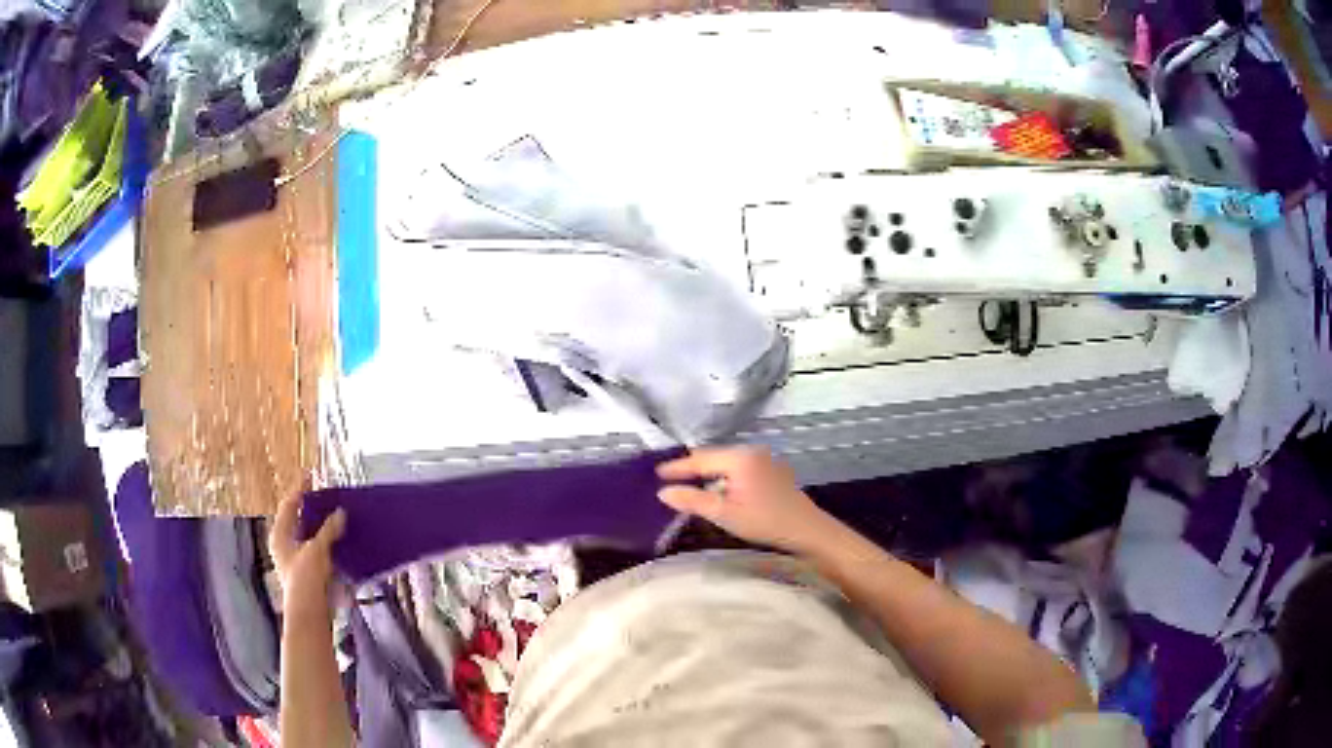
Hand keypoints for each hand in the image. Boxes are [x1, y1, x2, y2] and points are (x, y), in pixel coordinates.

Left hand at [269, 497, 346, 622]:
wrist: (310, 614)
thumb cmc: (306, 578)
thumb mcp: (317, 549)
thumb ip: (329, 530)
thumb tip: (341, 513)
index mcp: (280, 534)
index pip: (289, 504)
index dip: (300, 490)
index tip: (312, 477)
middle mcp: (286, 545)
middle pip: (299, 520)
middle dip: (314, 510)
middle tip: (328, 497)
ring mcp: (297, 560)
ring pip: (310, 537)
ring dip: (324, 528)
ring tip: (339, 517)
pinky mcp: (310, 573)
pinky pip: (320, 551)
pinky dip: (329, 544)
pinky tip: (343, 542)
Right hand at [656, 446, 839, 553]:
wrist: (807, 530)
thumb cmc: (764, 521)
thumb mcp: (724, 514)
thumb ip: (692, 501)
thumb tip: (663, 492)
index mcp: (739, 457)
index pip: (700, 459)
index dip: (678, 467)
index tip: (656, 473)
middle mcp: (752, 451)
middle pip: (714, 456)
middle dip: (692, 467)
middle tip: (669, 478)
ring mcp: (764, 460)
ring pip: (727, 462)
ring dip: (709, 472)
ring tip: (689, 483)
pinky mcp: (772, 471)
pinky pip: (739, 468)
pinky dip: (724, 476)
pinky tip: (717, 488)